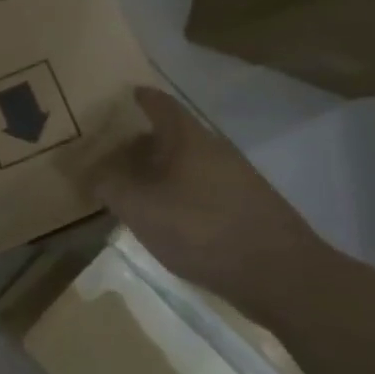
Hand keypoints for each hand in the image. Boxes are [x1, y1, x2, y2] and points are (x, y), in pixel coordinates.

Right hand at [91, 86, 327, 309]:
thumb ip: (110, 187)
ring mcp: (237, 177)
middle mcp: (215, 149)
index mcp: (188, 138)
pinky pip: (204, 186)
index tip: (122, 97)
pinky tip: (170, 216)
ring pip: (189, 162)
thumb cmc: (202, 230)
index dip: (140, 98)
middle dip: (143, 140)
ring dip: (162, 169)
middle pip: (173, 134)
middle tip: (114, 152)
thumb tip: (93, 173)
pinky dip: (181, 191)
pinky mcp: (249, 206)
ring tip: (136, 187)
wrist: (281, 276)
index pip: (160, 104)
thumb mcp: (140, 209)